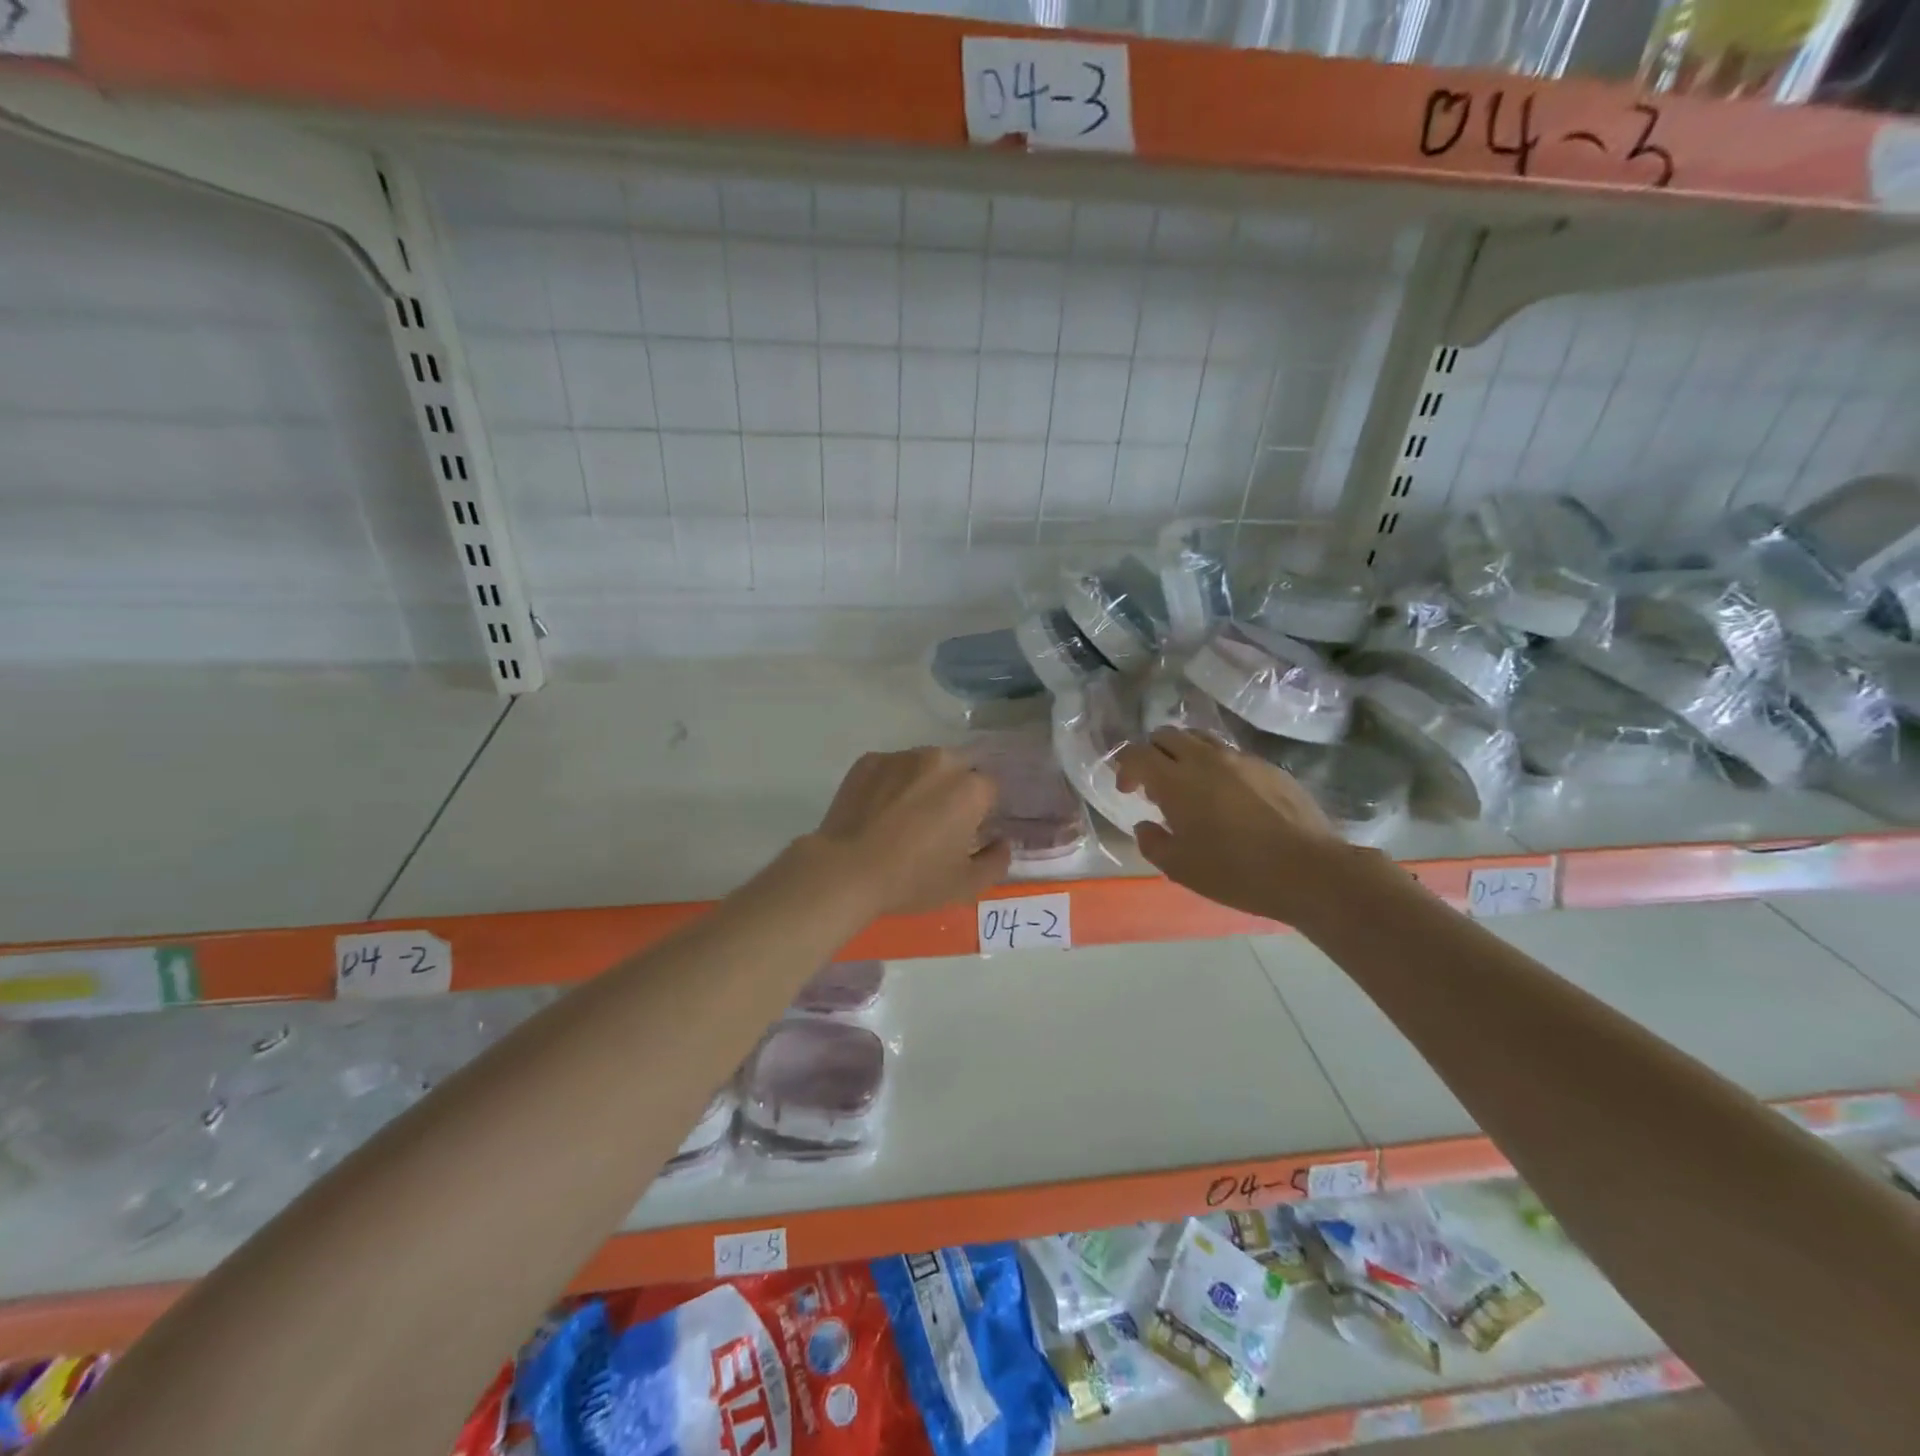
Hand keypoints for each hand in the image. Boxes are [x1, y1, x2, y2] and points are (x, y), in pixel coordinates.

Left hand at [809, 748, 1011, 916]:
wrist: (846, 871)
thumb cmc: (912, 880)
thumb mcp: (965, 885)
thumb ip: (997, 861)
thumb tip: (1003, 843)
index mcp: (971, 788)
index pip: (989, 791)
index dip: (980, 813)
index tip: (965, 835)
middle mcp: (940, 761)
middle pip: (959, 770)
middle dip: (954, 791)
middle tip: (936, 824)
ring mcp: (901, 756)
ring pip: (924, 766)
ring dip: (923, 784)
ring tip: (903, 817)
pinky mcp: (869, 760)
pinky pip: (891, 768)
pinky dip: (891, 784)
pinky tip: (878, 812)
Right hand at [1115, 727, 1352, 921]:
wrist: (1309, 870)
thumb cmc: (1236, 872)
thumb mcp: (1180, 868)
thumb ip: (1153, 842)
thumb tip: (1145, 825)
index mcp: (1176, 780)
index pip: (1137, 753)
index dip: (1125, 767)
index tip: (1127, 790)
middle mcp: (1205, 759)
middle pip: (1167, 735)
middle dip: (1152, 753)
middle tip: (1154, 785)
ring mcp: (1241, 759)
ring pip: (1200, 738)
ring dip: (1184, 754)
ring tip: (1189, 785)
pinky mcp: (1269, 767)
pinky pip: (1231, 754)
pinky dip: (1216, 765)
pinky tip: (1227, 797)